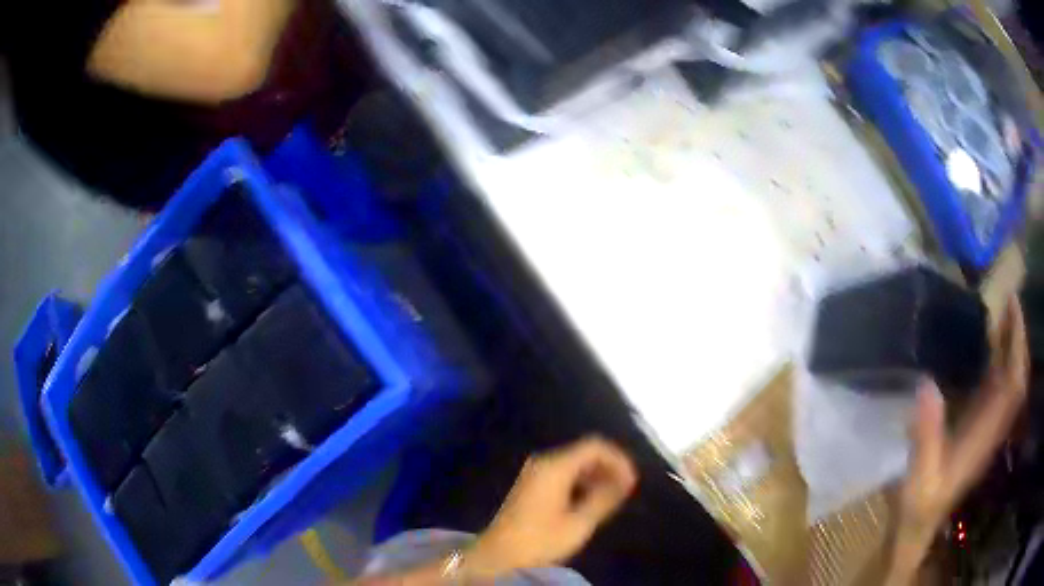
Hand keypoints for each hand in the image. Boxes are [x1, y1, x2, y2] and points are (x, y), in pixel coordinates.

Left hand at [466, 437, 637, 577]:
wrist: (498, 554)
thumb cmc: (539, 540)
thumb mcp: (578, 523)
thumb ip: (605, 498)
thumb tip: (626, 481)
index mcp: (555, 466)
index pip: (595, 446)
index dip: (618, 460)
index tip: (631, 481)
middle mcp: (544, 462)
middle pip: (585, 453)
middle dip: (609, 468)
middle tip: (626, 491)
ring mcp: (535, 473)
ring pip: (575, 464)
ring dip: (597, 477)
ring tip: (613, 498)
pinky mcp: (532, 485)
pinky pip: (564, 474)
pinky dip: (582, 483)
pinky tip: (591, 501)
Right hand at [889, 296, 1027, 582]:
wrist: (919, 525)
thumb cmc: (918, 504)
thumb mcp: (918, 477)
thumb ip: (926, 436)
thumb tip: (928, 383)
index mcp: (985, 435)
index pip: (1014, 384)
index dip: (1017, 344)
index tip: (1011, 305)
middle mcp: (994, 426)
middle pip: (1017, 376)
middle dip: (1018, 337)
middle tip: (1008, 298)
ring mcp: (989, 427)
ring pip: (1011, 381)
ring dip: (1012, 346)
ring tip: (1002, 313)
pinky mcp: (981, 428)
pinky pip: (1000, 389)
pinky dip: (1002, 363)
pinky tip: (991, 347)